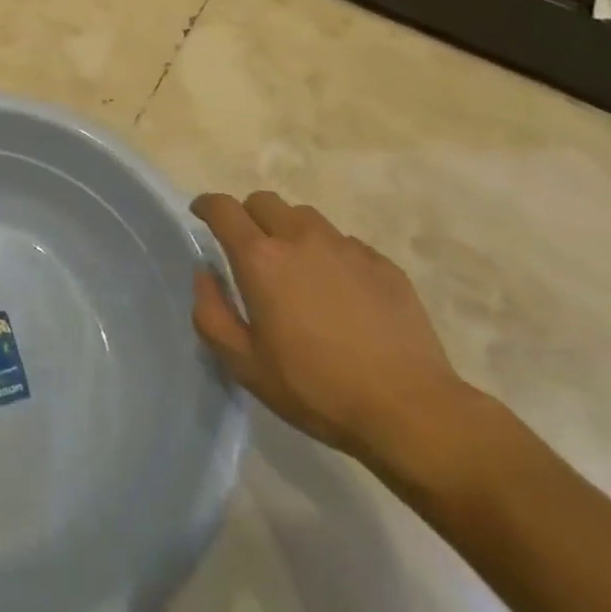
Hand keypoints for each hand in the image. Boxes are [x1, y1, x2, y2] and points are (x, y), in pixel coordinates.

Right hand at [190, 191, 473, 473]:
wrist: (409, 410)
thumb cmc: (315, 388)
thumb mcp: (244, 365)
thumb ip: (212, 313)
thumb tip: (206, 275)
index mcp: (260, 258)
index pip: (223, 208)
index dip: (207, 205)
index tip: (201, 214)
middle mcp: (300, 238)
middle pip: (264, 201)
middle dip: (248, 215)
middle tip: (249, 248)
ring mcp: (345, 247)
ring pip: (305, 217)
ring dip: (289, 231)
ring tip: (296, 267)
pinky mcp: (382, 263)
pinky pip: (344, 243)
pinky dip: (329, 254)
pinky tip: (339, 292)